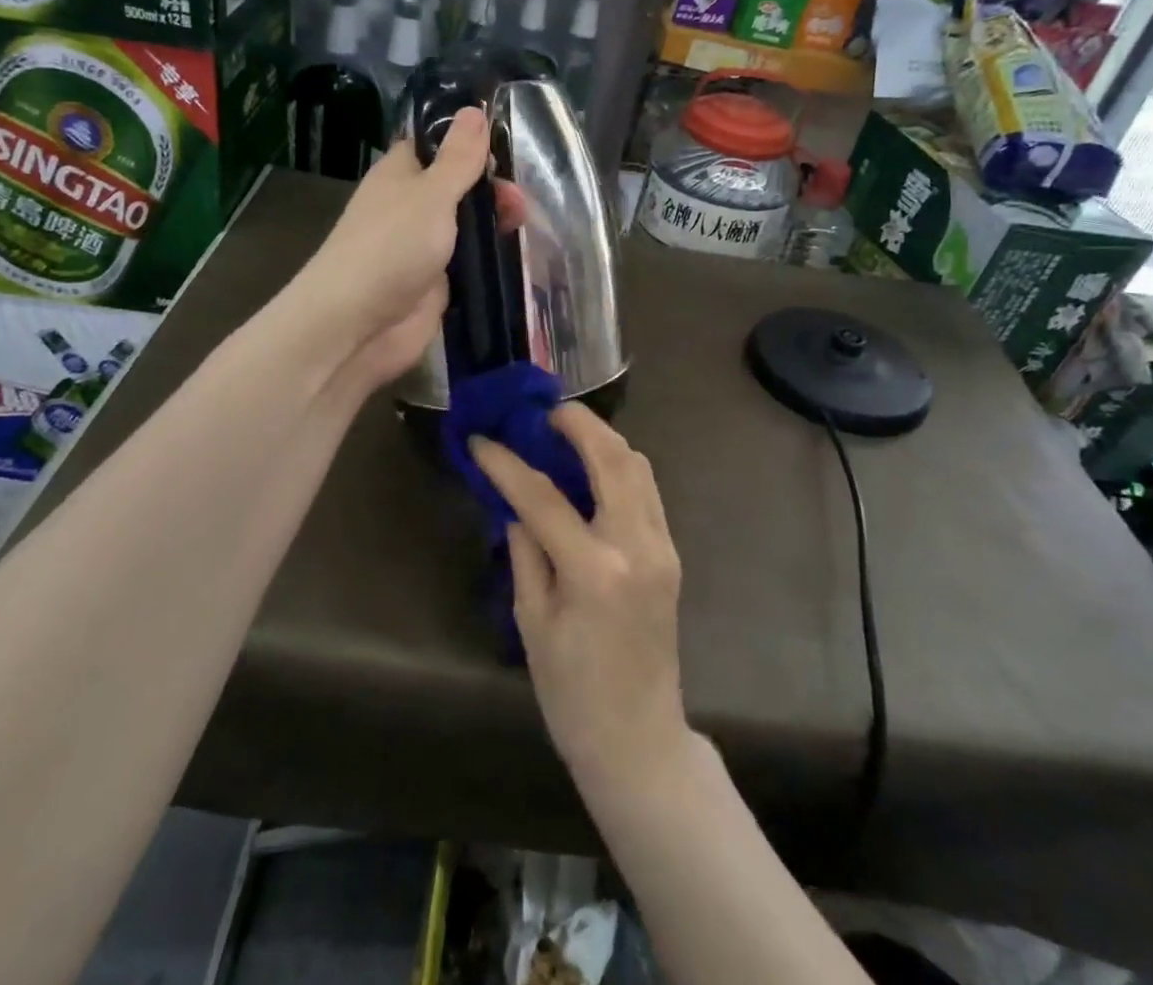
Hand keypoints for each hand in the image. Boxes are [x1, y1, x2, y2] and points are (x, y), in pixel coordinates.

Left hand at [300, 107, 490, 390]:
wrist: (357, 325)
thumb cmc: (391, 247)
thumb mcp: (431, 194)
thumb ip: (458, 158)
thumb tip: (474, 109)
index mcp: (401, 174)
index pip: (438, 145)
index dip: (470, 142)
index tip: (507, 145)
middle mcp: (411, 206)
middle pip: (459, 186)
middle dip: (491, 188)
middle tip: (518, 203)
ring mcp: (423, 246)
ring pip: (467, 225)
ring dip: (495, 223)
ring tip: (523, 226)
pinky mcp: (436, 282)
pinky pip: (469, 262)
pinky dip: (489, 258)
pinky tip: (516, 254)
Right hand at [471, 405, 691, 795]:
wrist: (640, 740)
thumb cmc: (573, 694)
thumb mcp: (533, 624)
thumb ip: (525, 553)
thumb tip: (515, 505)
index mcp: (594, 571)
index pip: (543, 497)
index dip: (506, 464)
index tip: (481, 440)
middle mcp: (636, 546)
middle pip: (612, 458)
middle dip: (579, 423)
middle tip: (546, 411)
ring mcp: (661, 547)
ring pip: (639, 467)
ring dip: (604, 440)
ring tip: (568, 432)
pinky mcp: (671, 553)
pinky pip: (647, 491)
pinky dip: (621, 467)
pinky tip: (593, 470)